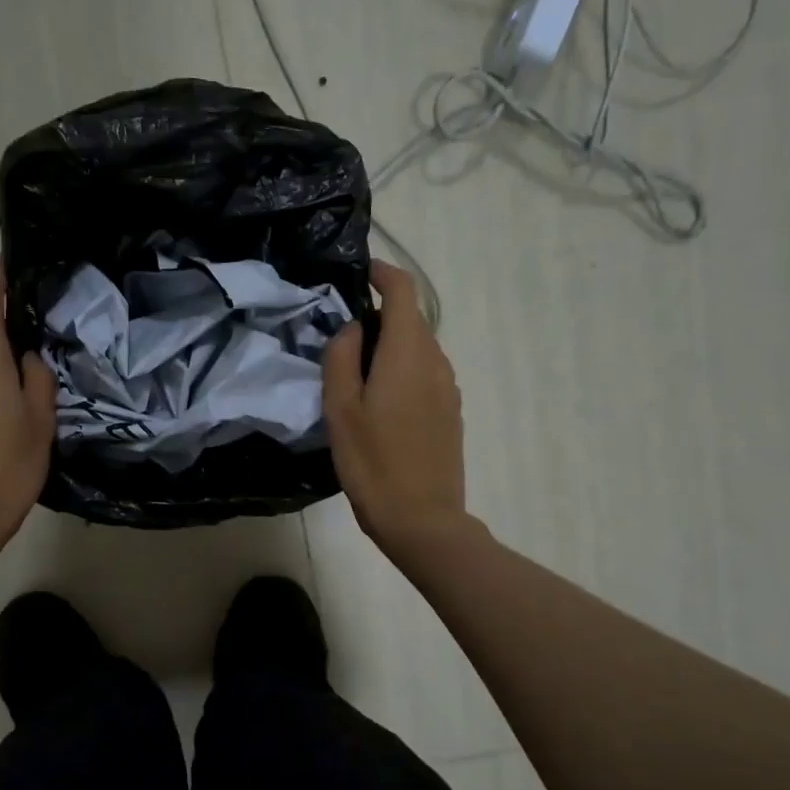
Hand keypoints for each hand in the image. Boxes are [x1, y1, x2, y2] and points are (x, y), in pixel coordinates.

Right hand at [323, 261, 468, 561]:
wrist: (421, 518)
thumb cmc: (373, 461)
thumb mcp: (340, 408)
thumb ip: (342, 358)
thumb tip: (354, 328)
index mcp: (409, 353)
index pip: (403, 292)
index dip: (382, 273)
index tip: (358, 271)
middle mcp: (436, 362)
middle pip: (411, 320)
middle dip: (378, 316)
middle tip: (339, 336)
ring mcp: (448, 388)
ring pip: (417, 348)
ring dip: (389, 346)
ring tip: (354, 373)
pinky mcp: (450, 411)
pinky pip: (424, 373)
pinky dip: (401, 370)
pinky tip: (378, 402)